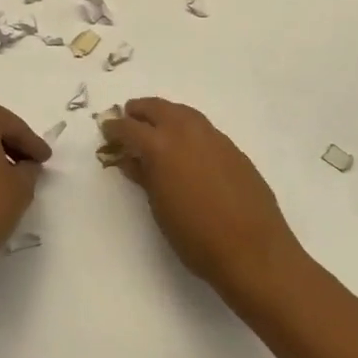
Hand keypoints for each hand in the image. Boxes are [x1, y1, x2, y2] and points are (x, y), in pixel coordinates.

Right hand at [105, 98, 306, 306]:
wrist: (252, 249)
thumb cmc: (196, 237)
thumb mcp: (160, 208)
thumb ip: (144, 177)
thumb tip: (130, 159)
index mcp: (161, 147)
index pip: (130, 128)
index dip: (115, 128)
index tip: (106, 129)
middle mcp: (187, 132)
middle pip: (158, 108)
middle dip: (140, 111)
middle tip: (128, 117)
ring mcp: (214, 137)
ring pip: (183, 112)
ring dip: (165, 114)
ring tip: (156, 126)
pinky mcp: (232, 148)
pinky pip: (202, 127)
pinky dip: (187, 127)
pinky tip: (186, 145)